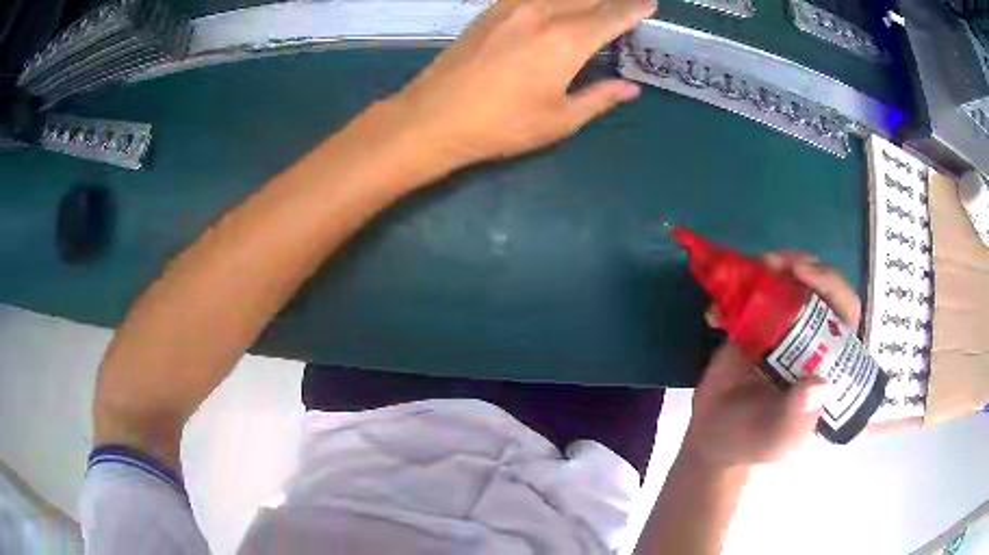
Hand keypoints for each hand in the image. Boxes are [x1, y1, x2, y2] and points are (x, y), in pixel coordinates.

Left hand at [393, 0, 654, 171]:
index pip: (612, 14)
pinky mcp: (492, 10)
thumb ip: (599, 98)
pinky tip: (558, 7)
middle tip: (625, 9)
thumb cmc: (501, 125)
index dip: (634, 7)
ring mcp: (513, 6)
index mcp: (567, 39)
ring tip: (595, 9)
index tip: (649, 4)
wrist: (434, 116)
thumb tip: (630, 88)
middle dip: (612, 0)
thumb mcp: (559, 120)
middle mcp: (543, 12)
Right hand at [681, 252, 861, 468]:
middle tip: (777, 262)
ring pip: (786, 284)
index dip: (833, 288)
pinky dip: (729, 293)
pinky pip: (745, 297)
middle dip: (803, 267)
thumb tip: (819, 384)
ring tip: (752, 267)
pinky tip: (712, 314)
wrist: (712, 440)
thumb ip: (797, 415)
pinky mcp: (750, 326)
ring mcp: (780, 329)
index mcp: (828, 361)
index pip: (845, 315)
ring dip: (771, 268)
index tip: (808, 276)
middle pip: (818, 289)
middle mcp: (811, 338)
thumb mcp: (779, 437)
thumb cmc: (753, 442)